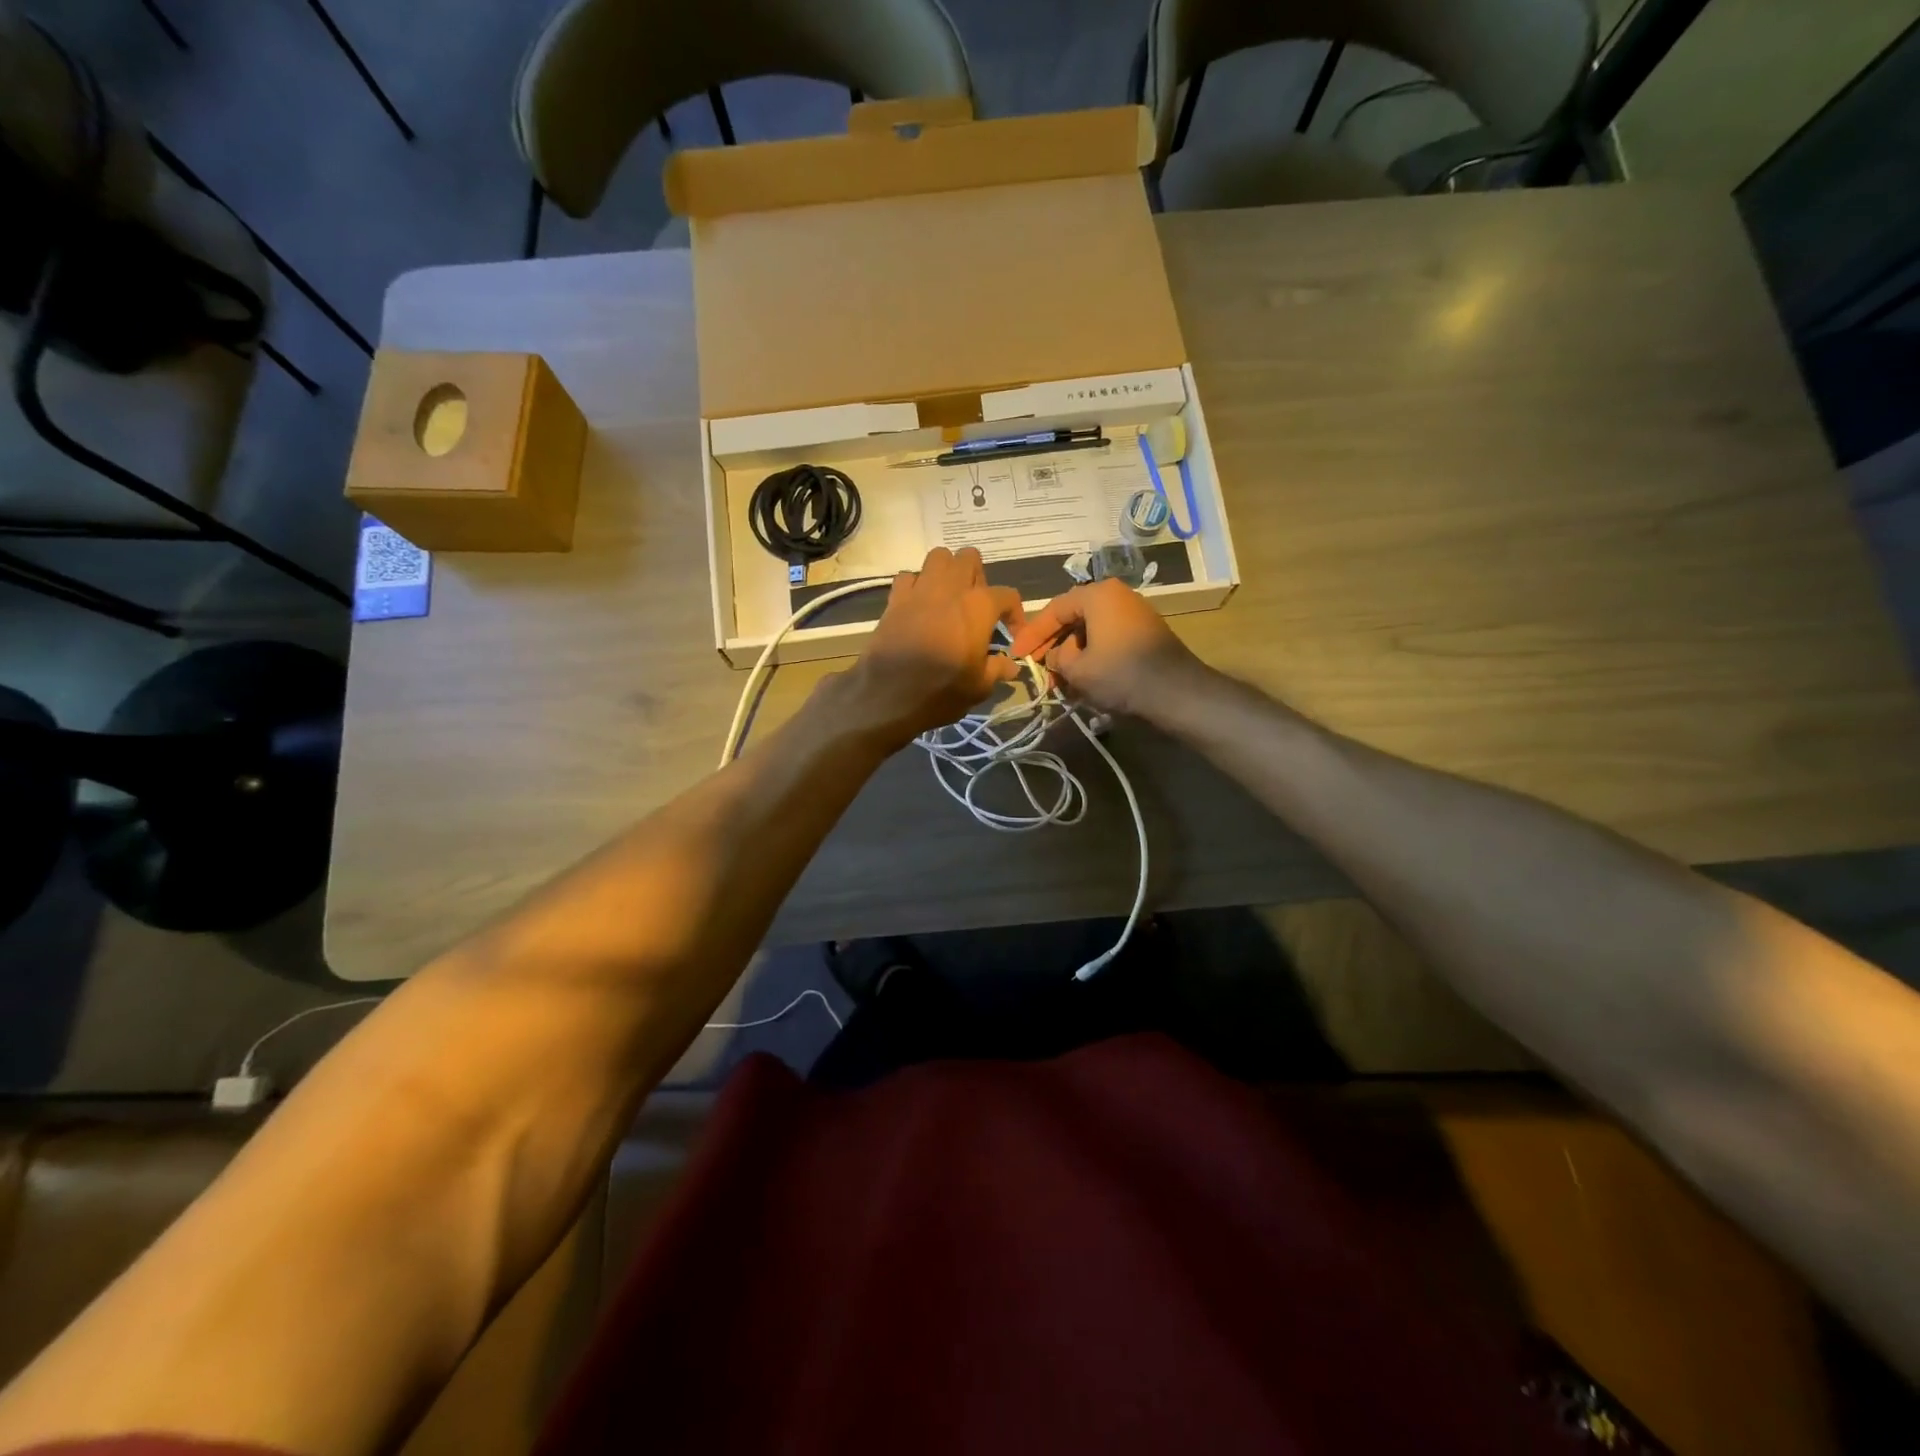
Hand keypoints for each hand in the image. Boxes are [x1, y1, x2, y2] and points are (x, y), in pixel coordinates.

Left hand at [838, 547, 1023, 744]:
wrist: (889, 694)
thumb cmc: (942, 690)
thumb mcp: (979, 686)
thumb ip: (998, 670)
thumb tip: (1012, 666)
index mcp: (979, 606)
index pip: (1007, 595)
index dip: (1015, 614)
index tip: (1011, 635)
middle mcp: (951, 588)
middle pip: (970, 558)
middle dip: (977, 577)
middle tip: (976, 606)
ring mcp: (921, 589)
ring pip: (938, 557)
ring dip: (947, 572)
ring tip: (948, 598)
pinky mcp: (895, 598)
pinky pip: (908, 576)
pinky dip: (916, 585)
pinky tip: (919, 605)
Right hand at [1007, 579, 1200, 718]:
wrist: (1175, 692)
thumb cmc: (1120, 674)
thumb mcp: (1076, 669)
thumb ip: (1056, 657)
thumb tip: (1055, 656)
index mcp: (1098, 594)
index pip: (1054, 610)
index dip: (1032, 635)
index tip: (1017, 655)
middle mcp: (1117, 595)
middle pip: (1073, 617)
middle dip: (1052, 645)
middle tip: (1036, 667)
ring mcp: (1134, 613)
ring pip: (1091, 630)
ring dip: (1071, 653)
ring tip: (1058, 679)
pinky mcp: (1145, 633)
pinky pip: (1108, 638)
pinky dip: (1091, 655)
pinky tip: (1082, 678)